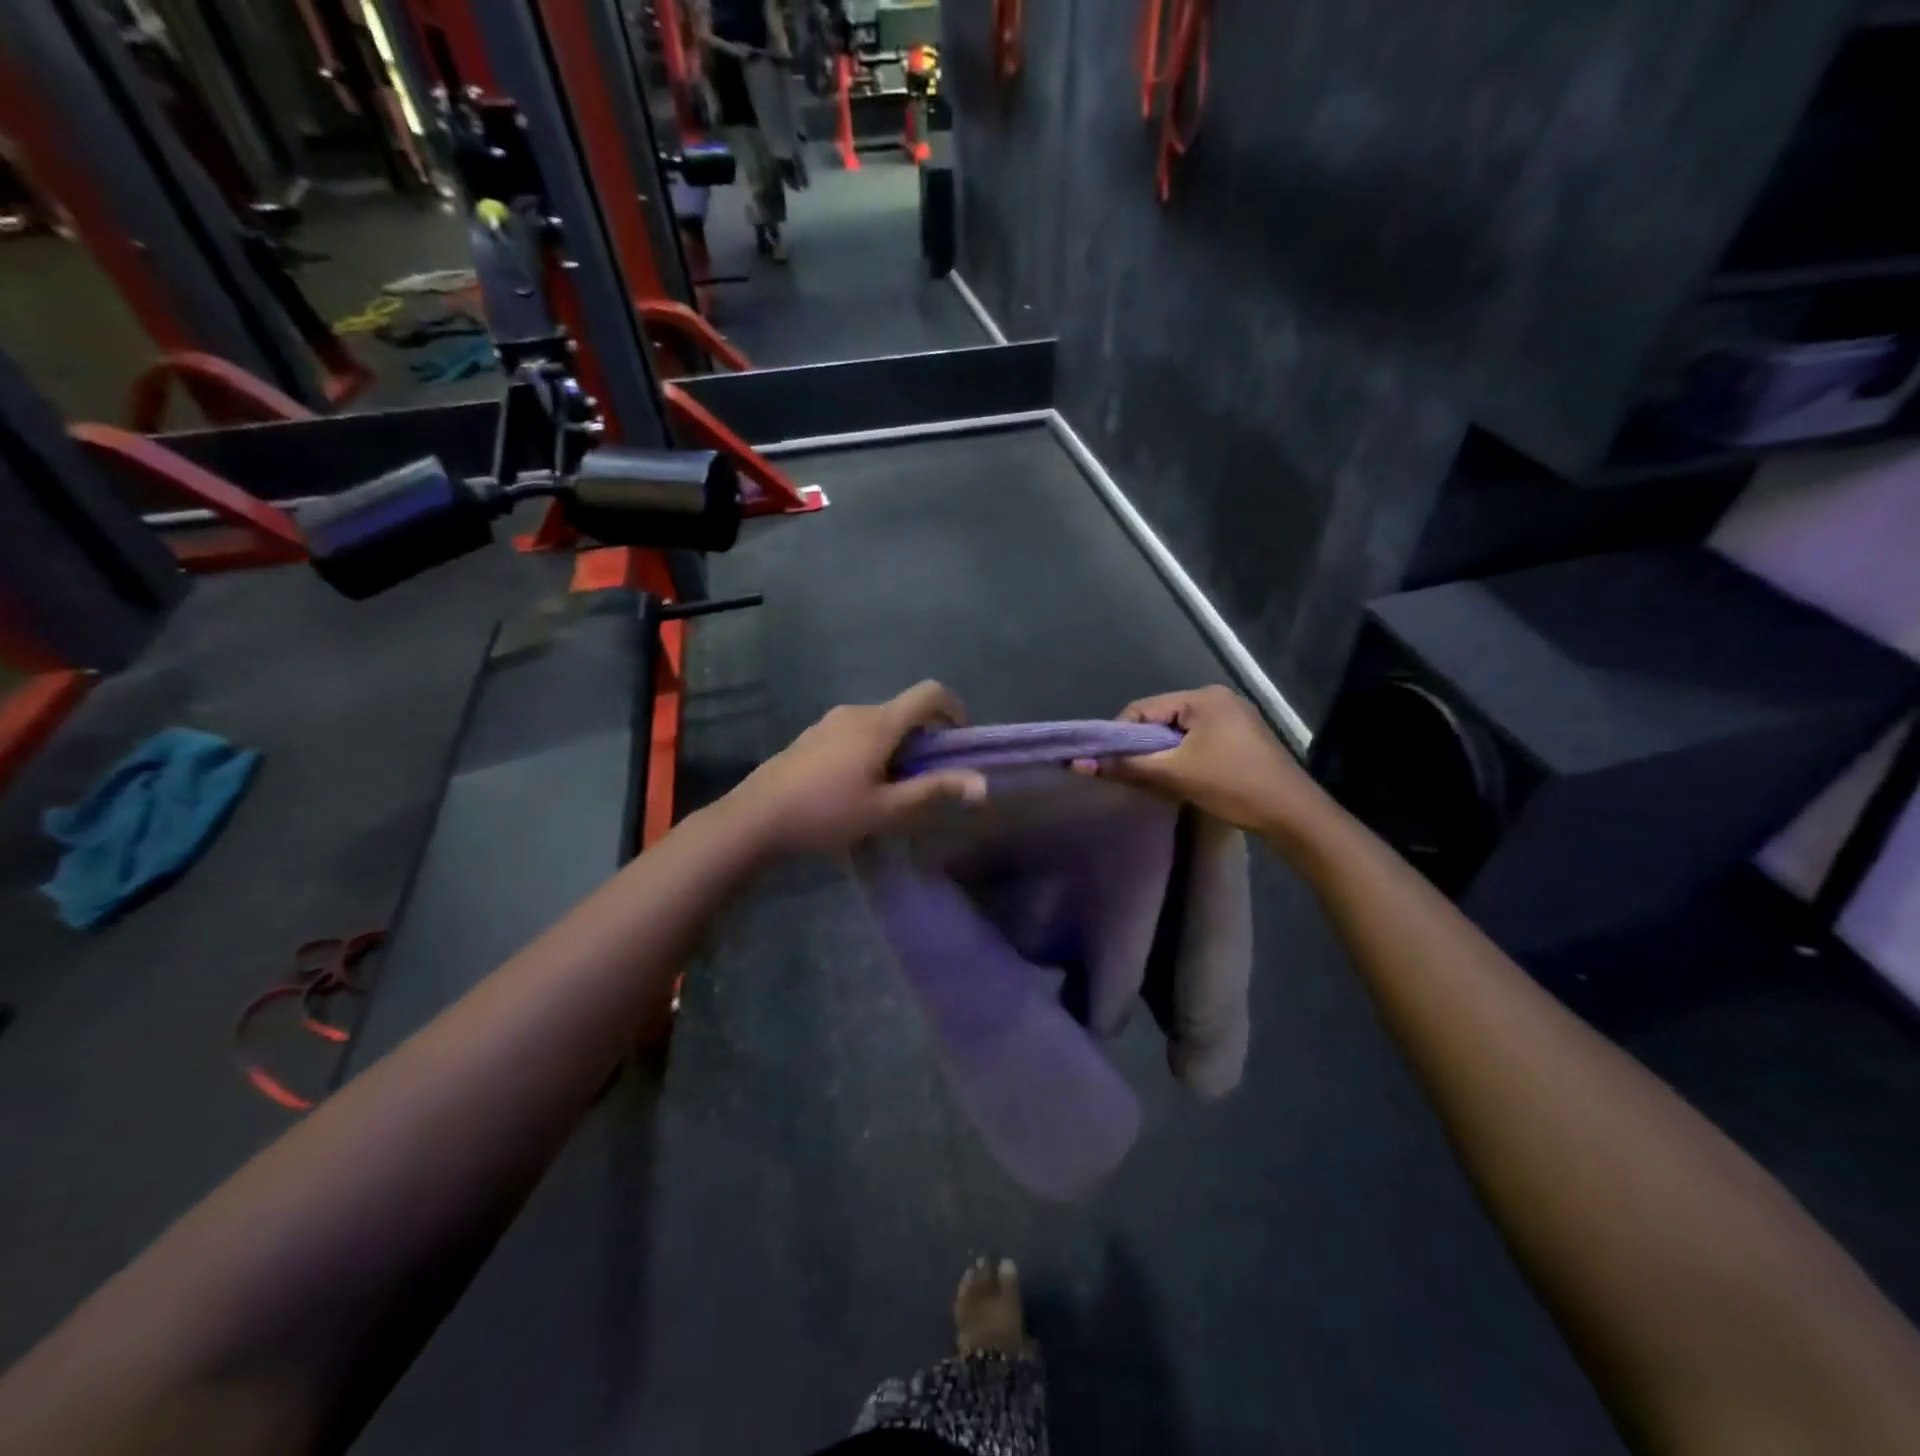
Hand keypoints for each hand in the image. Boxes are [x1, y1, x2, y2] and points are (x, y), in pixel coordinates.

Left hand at [730, 681, 987, 854]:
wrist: (755, 817)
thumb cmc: (826, 813)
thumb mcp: (886, 809)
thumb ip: (933, 791)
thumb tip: (982, 783)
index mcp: (879, 723)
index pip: (930, 693)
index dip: (955, 709)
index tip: (960, 741)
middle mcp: (856, 712)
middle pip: (905, 710)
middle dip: (925, 738)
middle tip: (926, 779)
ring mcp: (830, 721)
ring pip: (880, 722)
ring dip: (898, 746)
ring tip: (891, 788)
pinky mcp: (813, 735)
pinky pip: (856, 730)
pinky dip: (873, 747)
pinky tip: (857, 785)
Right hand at [1087, 686, 1323, 837]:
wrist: (1294, 815)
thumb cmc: (1232, 785)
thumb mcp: (1174, 775)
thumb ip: (1125, 766)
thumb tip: (1079, 764)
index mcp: (1203, 697)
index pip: (1143, 708)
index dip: (1120, 736)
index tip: (1111, 765)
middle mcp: (1218, 698)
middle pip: (1161, 718)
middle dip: (1143, 747)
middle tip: (1134, 776)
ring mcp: (1234, 717)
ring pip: (1179, 732)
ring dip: (1163, 755)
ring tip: (1158, 781)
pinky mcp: (1243, 738)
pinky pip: (1199, 740)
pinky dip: (1184, 758)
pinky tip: (1184, 780)